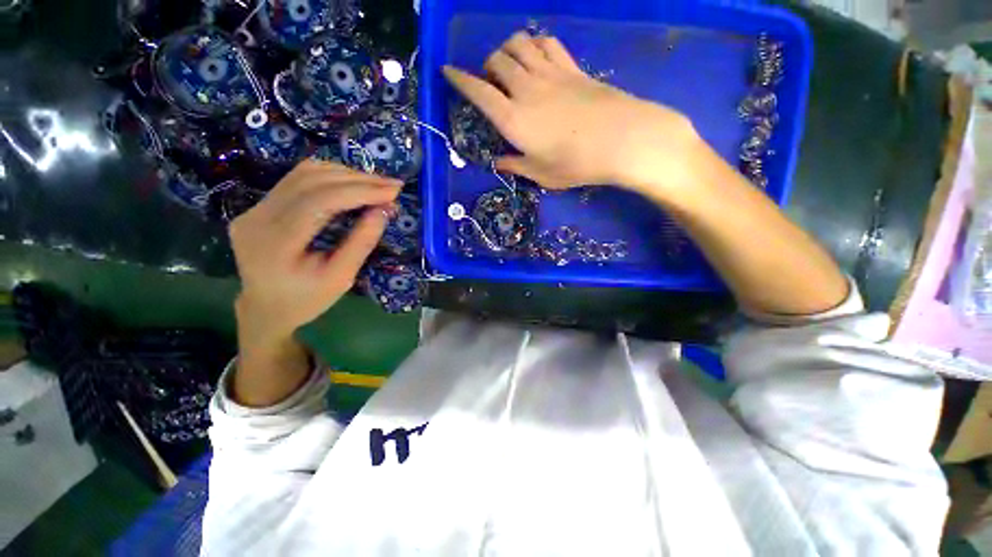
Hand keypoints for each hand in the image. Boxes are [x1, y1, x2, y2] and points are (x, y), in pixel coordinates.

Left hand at [229, 161, 401, 345]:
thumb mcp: (341, 277)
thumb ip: (361, 243)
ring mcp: (254, 208)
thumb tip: (384, 210)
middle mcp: (258, 217)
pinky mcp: (259, 205)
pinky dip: (330, 177)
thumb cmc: (307, 299)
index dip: (360, 191)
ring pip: (303, 174)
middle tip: (391, 186)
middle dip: (358, 179)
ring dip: (345, 174)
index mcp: (276, 242)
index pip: (320, 200)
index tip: (393, 191)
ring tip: (376, 184)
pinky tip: (352, 184)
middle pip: (311, 181)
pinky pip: (297, 180)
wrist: (266, 308)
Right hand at [443, 31, 702, 192]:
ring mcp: (549, 73)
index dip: (459, 79)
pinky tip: (537, 56)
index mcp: (512, 118)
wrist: (620, 139)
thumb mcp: (541, 174)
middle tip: (491, 83)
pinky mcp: (571, 67)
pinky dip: (535, 43)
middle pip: (496, 60)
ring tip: (512, 66)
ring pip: (518, 43)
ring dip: (508, 50)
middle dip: (487, 67)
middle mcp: (525, 88)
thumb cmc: (575, 164)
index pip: (477, 92)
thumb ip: (516, 166)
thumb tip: (498, 164)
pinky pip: (546, 42)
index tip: (447, 71)